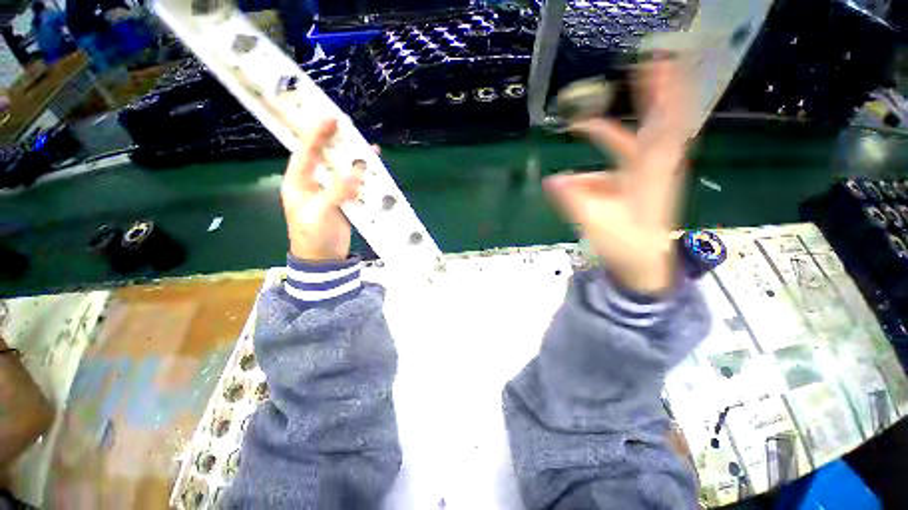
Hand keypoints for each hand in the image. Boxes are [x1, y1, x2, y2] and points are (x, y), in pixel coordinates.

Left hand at [281, 119, 363, 261]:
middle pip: (325, 157)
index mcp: (298, 182)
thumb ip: (336, 191)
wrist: (323, 259)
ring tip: (370, 151)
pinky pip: (354, 185)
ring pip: (342, 170)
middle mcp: (313, 183)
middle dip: (337, 143)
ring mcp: (330, 192)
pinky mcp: (344, 202)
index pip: (305, 152)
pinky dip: (364, 179)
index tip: (331, 119)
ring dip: (354, 161)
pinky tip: (374, 173)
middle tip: (352, 130)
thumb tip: (356, 173)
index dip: (316, 134)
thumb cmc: (312, 236)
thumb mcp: (319, 212)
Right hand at [545, 56, 694, 294]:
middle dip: (662, 89)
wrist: (643, 265)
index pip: (660, 125)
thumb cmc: (625, 246)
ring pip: (645, 134)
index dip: (659, 93)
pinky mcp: (641, 180)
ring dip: (628, 115)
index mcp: (651, 173)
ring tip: (597, 106)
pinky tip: (588, 145)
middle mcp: (657, 166)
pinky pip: (628, 152)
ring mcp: (651, 173)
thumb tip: (551, 180)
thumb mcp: (597, 225)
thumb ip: (574, 202)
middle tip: (653, 59)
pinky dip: (611, 142)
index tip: (651, 63)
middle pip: (665, 120)